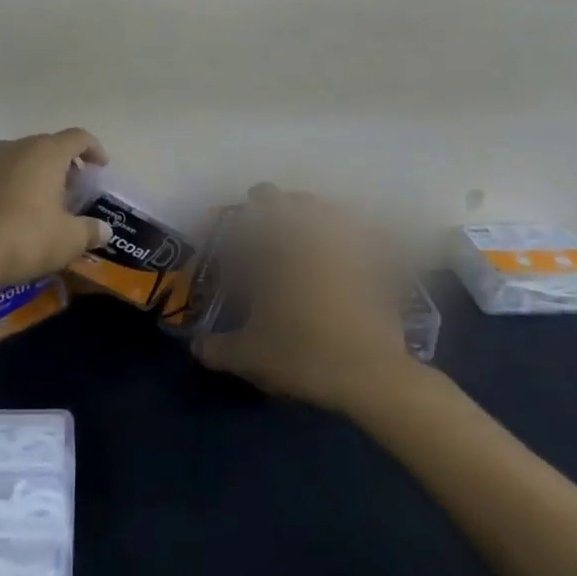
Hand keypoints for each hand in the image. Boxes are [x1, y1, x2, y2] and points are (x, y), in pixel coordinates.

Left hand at [0, 130, 112, 291]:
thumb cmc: (27, 239)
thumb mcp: (69, 240)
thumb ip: (91, 231)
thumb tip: (104, 230)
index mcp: (46, 153)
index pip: (78, 138)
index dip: (93, 149)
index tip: (101, 167)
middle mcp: (14, 149)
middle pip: (44, 145)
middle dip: (60, 163)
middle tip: (70, 189)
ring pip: (11, 157)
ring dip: (25, 170)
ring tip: (32, 196)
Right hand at [193, 187, 414, 416]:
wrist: (370, 374)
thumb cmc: (302, 353)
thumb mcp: (251, 355)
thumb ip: (220, 348)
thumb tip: (198, 348)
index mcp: (279, 245)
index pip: (258, 205)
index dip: (245, 211)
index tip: (236, 225)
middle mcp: (313, 236)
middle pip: (296, 200)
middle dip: (280, 207)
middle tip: (269, 225)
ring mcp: (350, 248)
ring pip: (332, 213)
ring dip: (317, 217)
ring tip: (307, 236)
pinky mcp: (379, 268)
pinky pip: (368, 239)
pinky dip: (357, 240)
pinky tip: (348, 258)